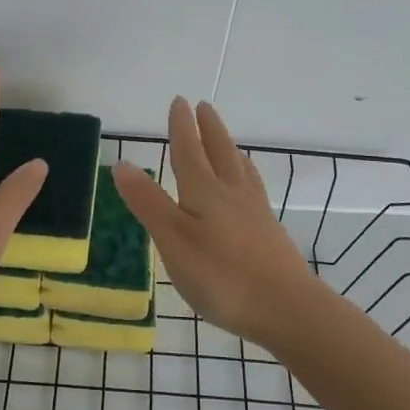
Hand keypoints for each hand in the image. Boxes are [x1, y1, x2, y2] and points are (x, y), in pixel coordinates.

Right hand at [111, 98, 312, 345]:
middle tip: (204, 106)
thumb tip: (122, 163)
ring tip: (227, 140)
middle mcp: (232, 194)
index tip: (180, 101)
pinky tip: (249, 189)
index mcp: (204, 192)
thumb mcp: (173, 240)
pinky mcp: (269, 233)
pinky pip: (254, 189)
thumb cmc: (221, 276)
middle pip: (219, 153)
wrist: (287, 308)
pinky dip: (246, 176)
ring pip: (240, 170)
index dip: (181, 127)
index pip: (189, 151)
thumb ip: (148, 203)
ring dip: (229, 149)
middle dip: (209, 129)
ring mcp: (255, 213)